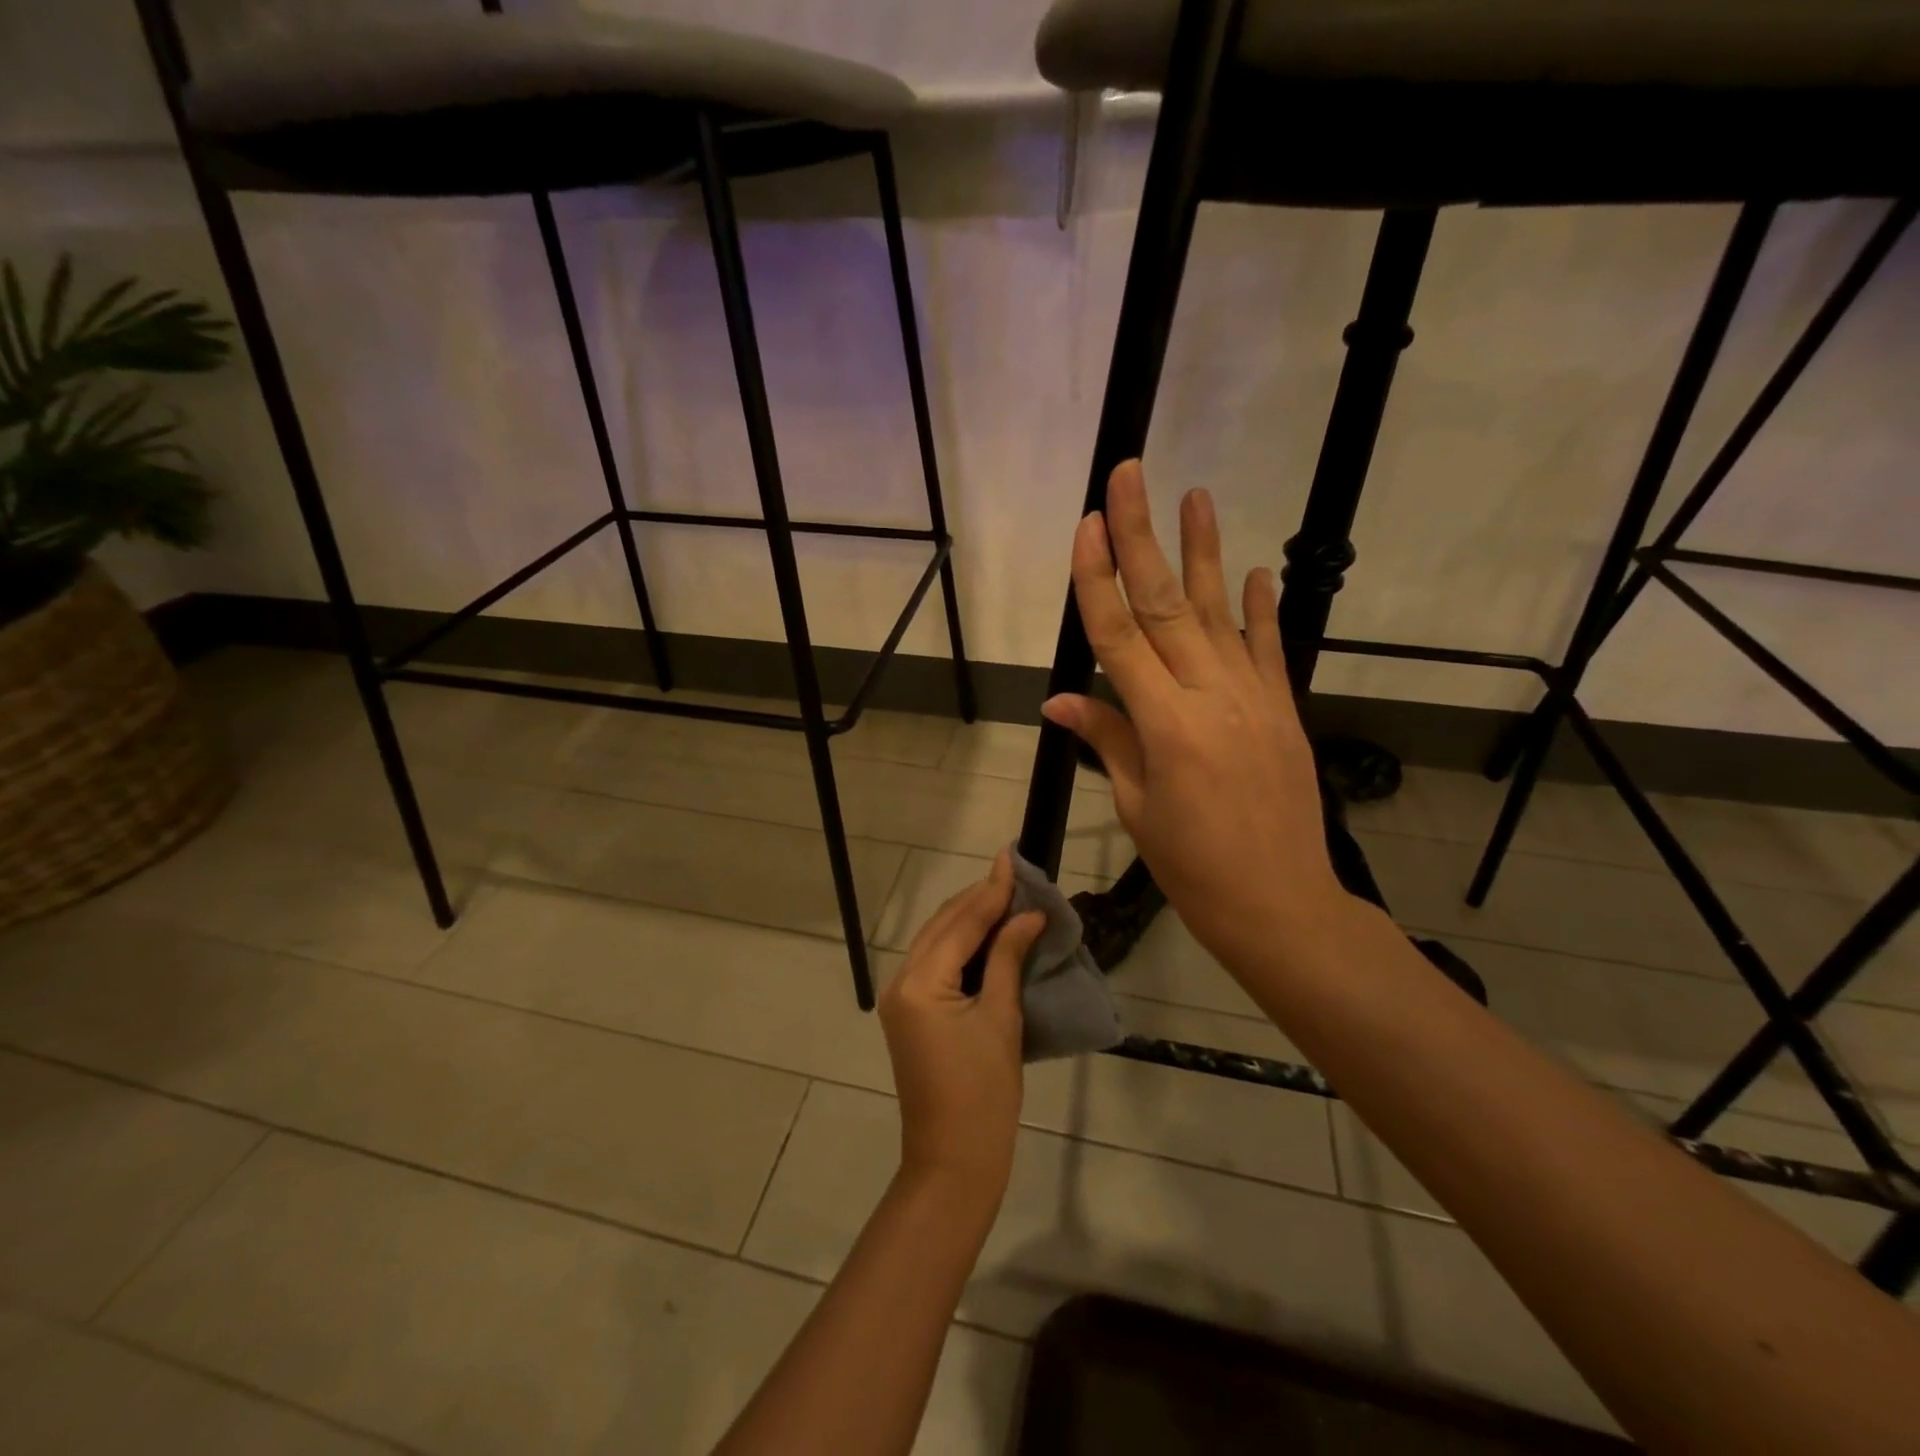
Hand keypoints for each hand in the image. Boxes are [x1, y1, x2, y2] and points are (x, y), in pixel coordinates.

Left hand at [878, 850, 1045, 1203]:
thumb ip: (1008, 958)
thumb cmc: (984, 1093)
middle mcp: (902, 981)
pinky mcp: (911, 1013)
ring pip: (937, 941)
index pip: (961, 923)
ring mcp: (902, 998)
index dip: (991, 890)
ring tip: (1005, 895)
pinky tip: (987, 933)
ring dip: (969, 918)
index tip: (1012, 857)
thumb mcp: (1001, 1019)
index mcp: (921, 982)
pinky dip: (961, 944)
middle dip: (978, 898)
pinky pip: (936, 963)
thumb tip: (1027, 915)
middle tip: (1013, 873)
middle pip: (943, 925)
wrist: (953, 1161)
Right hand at [1040, 460, 1356, 973]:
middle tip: (1130, 476)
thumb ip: (1106, 740)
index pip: (1118, 637)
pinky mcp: (1282, 710)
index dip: (1096, 579)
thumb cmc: (1192, 866)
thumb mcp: (1137, 806)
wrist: (1280, 903)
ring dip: (1203, 553)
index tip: (1085, 526)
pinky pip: (1268, 649)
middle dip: (1142, 536)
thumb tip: (1060, 700)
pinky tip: (1254, 570)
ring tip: (1197, 495)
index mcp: (1164, 725)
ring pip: (1219, 613)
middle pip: (1164, 605)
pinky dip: (1261, 609)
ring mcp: (1253, 698)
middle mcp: (1209, 696)